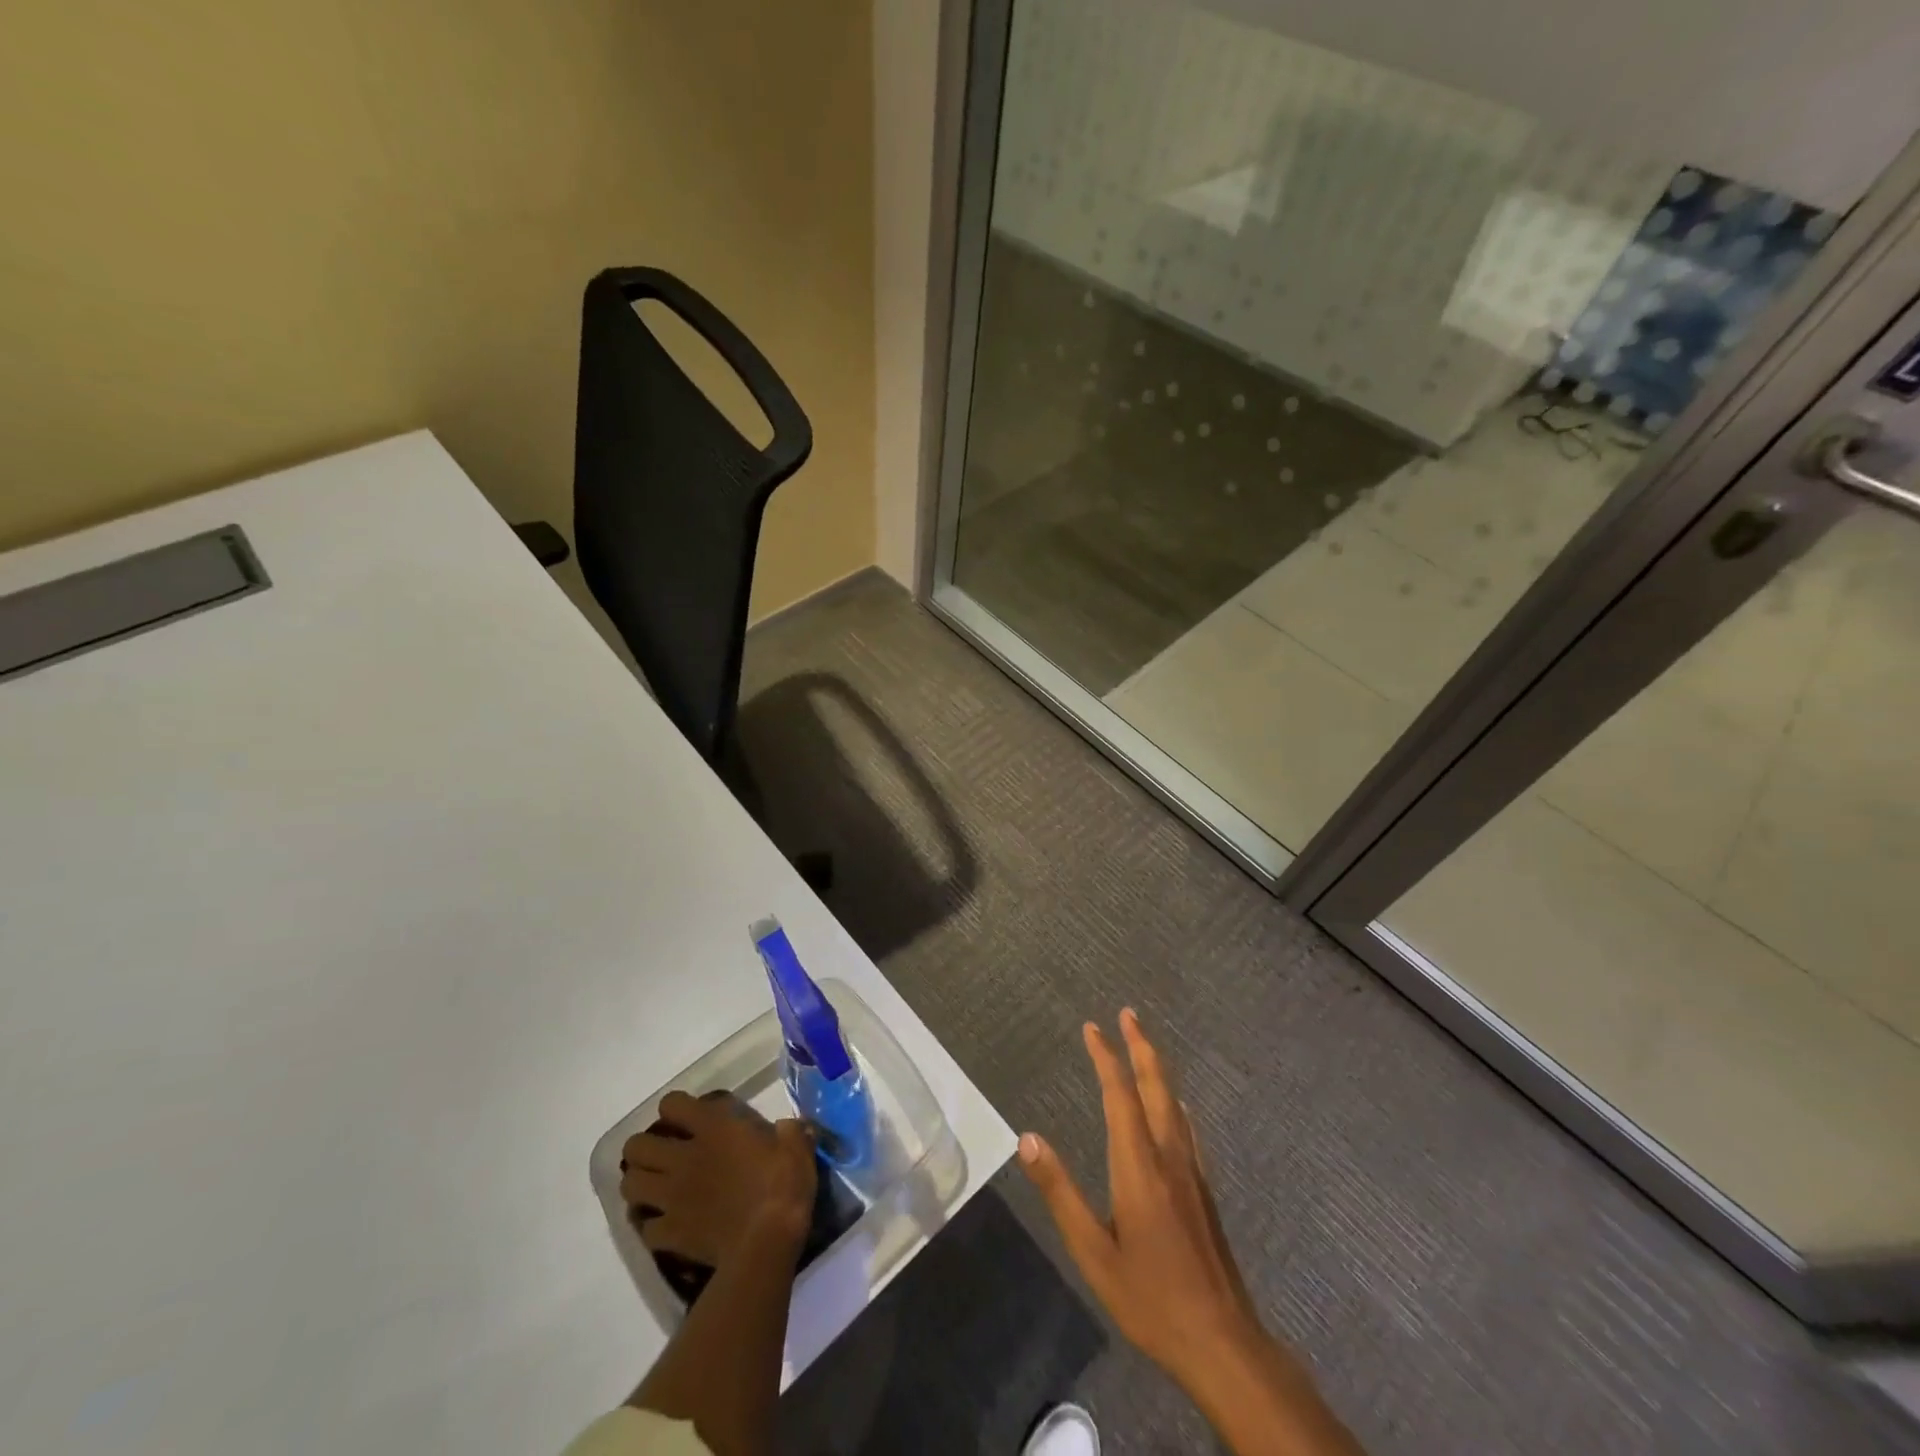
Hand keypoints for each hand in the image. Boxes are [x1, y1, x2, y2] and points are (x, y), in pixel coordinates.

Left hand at [621, 1091, 816, 1267]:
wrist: (766, 1242)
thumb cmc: (783, 1185)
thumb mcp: (797, 1146)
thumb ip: (790, 1131)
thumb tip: (787, 1127)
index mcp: (714, 1128)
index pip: (672, 1104)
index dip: (675, 1108)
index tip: (689, 1117)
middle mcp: (683, 1157)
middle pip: (636, 1146)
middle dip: (644, 1148)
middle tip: (663, 1153)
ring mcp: (671, 1197)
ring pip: (629, 1184)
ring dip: (639, 1182)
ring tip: (655, 1186)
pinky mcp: (669, 1233)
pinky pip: (645, 1227)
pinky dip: (652, 1224)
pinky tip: (667, 1224)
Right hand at [1018, 1009, 1260, 1390]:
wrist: (1222, 1341)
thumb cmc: (1150, 1297)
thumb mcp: (1093, 1252)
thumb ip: (1060, 1193)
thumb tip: (1027, 1139)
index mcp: (1138, 1165)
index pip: (1120, 1095)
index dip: (1106, 1057)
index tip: (1092, 1027)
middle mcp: (1168, 1156)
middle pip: (1156, 1086)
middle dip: (1141, 1046)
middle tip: (1128, 1014)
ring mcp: (1191, 1172)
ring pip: (1174, 1103)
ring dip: (1157, 1068)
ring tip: (1145, 1047)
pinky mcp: (1204, 1190)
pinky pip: (1186, 1126)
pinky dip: (1173, 1101)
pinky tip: (1175, 1108)